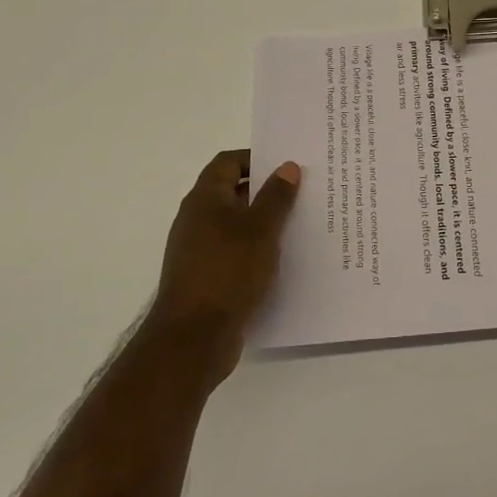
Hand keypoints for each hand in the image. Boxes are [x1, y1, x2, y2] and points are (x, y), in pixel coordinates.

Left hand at [145, 150, 300, 382]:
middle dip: (266, 190)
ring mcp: (199, 250)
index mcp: (204, 199)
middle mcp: (197, 219)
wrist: (193, 338)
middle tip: (303, 192)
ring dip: (264, 222)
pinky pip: (235, 252)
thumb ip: (276, 196)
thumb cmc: (227, 272)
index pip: (228, 162)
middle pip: (233, 192)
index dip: (256, 158)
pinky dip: (257, 249)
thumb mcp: (260, 229)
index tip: (287, 165)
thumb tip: (287, 167)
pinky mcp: (207, 276)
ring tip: (300, 224)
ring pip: (236, 224)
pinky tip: (282, 259)